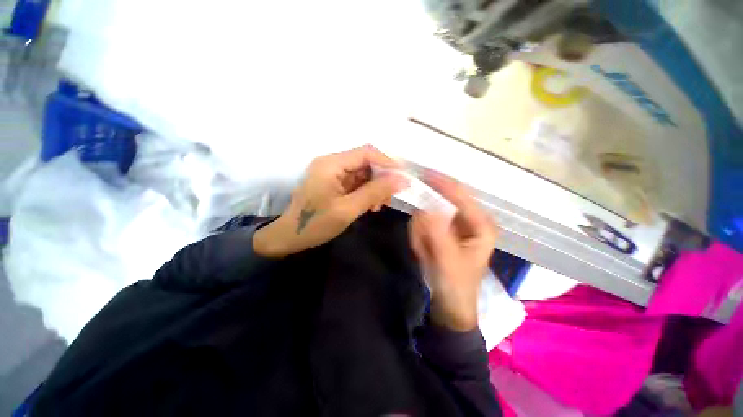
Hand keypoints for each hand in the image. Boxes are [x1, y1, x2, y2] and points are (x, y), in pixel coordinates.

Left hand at [254, 145, 407, 257]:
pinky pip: (355, 181)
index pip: (366, 152)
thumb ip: (375, 192)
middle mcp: (332, 162)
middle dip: (381, 178)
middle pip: (365, 161)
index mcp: (332, 164)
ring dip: (375, 186)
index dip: (388, 162)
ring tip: (378, 205)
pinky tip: (369, 205)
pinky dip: (366, 191)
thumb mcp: (348, 209)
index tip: (403, 178)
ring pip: (362, 172)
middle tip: (389, 198)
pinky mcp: (333, 182)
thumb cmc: (316, 224)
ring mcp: (331, 172)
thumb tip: (402, 180)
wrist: (289, 237)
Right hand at [409, 173, 496, 331]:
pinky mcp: (442, 232)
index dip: (441, 183)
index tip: (422, 174)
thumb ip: (437, 233)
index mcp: (481, 224)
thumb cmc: (456, 285)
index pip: (460, 195)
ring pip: (429, 216)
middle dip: (426, 222)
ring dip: (422, 234)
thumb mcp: (447, 260)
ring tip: (425, 253)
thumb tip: (426, 208)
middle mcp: (469, 220)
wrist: (450, 304)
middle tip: (422, 242)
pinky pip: (424, 226)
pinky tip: (425, 252)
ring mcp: (453, 226)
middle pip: (441, 205)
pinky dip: (419, 237)